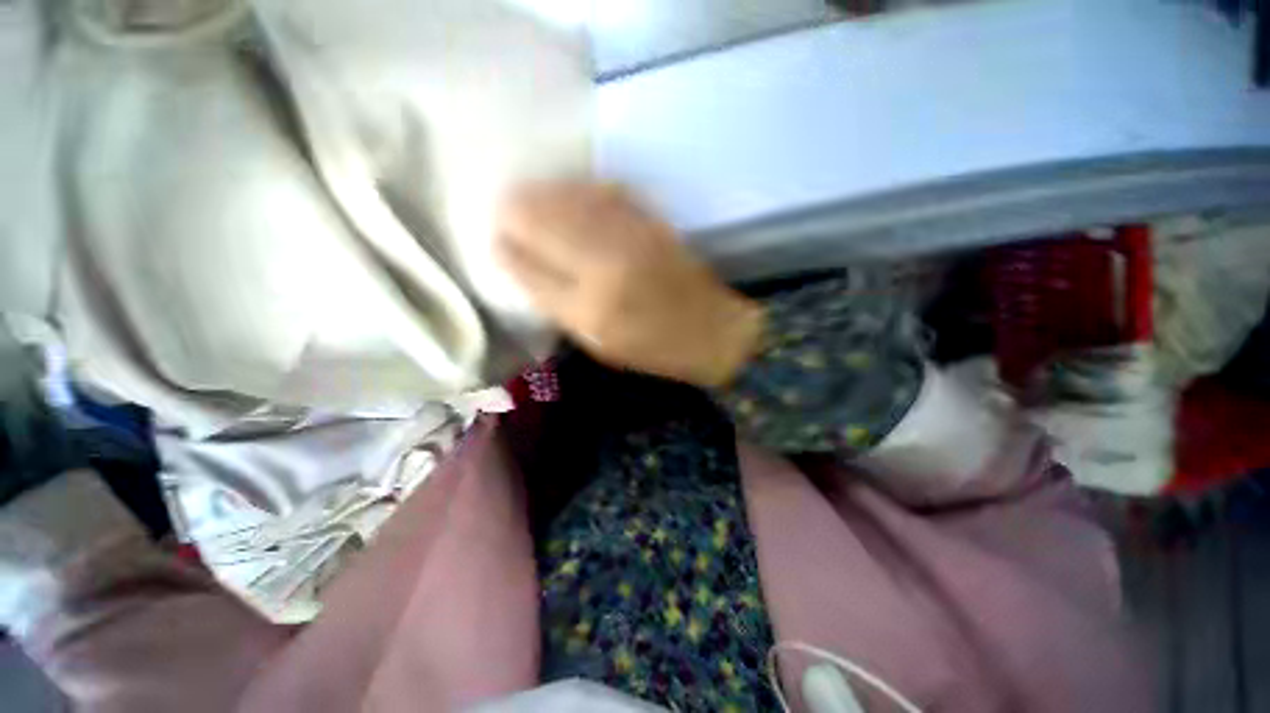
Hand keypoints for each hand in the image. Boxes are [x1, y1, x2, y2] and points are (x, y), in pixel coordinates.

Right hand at [497, 182, 763, 386]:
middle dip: (515, 213)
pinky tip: (566, 190)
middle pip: (541, 222)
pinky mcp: (651, 222)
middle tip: (504, 211)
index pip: (528, 269)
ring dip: (541, 194)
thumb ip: (558, 306)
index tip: (495, 241)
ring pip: (568, 199)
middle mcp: (604, 267)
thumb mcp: (598, 344)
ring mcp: (630, 237)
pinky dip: (577, 188)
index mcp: (589, 311)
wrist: (712, 331)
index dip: (506, 251)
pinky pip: (602, 192)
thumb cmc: (653, 348)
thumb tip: (522, 265)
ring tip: (526, 196)